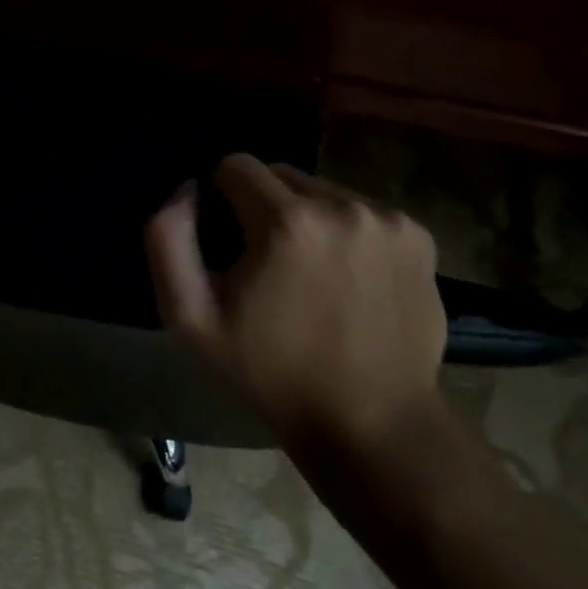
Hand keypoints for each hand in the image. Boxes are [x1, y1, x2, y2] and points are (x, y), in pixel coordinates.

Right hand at [144, 156, 445, 455]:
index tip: (228, 244)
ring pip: (322, 191)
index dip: (220, 199)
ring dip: (306, 217)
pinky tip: (348, 279)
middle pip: (280, 175)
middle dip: (263, 206)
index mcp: (287, 222)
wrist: (372, 422)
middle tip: (267, 264)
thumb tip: (188, 190)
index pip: (235, 165)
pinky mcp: (419, 236)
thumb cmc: (271, 372)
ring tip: (309, 274)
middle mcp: (342, 205)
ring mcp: (387, 219)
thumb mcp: (192, 318)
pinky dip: (346, 232)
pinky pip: (361, 211)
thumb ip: (168, 240)